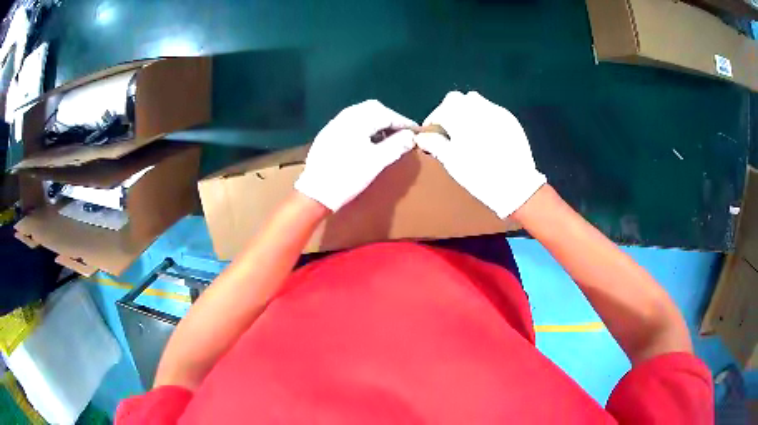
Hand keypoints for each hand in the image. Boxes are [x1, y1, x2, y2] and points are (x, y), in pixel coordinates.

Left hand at [294, 100, 416, 210]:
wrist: (316, 193)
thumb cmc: (348, 176)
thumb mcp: (376, 162)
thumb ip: (396, 145)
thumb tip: (411, 136)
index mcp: (357, 121)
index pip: (386, 114)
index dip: (403, 122)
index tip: (416, 131)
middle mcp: (344, 117)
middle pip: (372, 108)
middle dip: (389, 118)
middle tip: (401, 132)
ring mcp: (333, 125)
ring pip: (360, 114)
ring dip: (376, 122)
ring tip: (386, 137)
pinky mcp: (327, 135)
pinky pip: (349, 123)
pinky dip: (363, 126)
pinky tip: (367, 141)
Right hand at [415, 91, 545, 218]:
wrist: (516, 185)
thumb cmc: (479, 174)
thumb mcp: (451, 161)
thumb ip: (434, 143)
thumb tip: (421, 136)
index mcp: (459, 115)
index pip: (439, 111)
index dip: (433, 122)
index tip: (431, 136)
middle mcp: (477, 106)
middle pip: (457, 100)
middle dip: (449, 112)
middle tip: (449, 133)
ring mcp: (496, 111)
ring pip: (476, 102)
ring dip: (467, 112)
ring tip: (468, 133)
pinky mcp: (510, 119)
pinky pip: (491, 110)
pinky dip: (484, 118)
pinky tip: (486, 136)